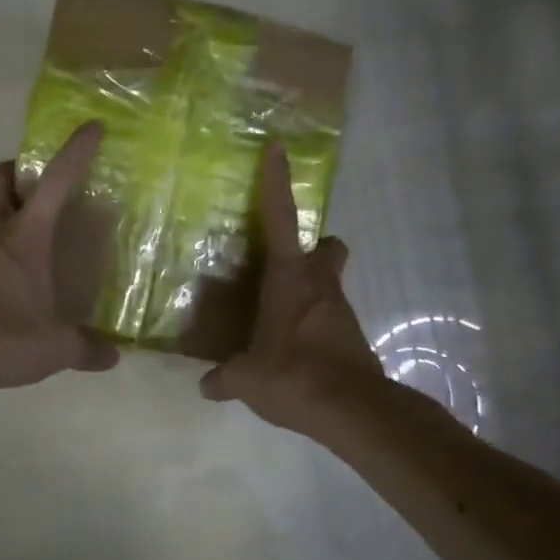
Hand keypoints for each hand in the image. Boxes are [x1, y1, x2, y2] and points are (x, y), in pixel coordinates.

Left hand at [0, 122, 119, 390]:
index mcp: (24, 236)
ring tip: (18, 240)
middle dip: (19, 173)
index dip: (75, 151)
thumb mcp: (54, 348)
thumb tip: (114, 356)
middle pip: (0, 179)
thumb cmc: (2, 338)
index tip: (91, 127)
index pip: (55, 181)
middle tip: (37, 186)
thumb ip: (86, 348)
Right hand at [199, 143, 384, 430]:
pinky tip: (294, 350)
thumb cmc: (292, 376)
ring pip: (330, 283)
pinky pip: (331, 318)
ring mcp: (341, 310)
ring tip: (278, 317)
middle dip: (313, 248)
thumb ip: (224, 378)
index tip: (279, 149)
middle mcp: (319, 285)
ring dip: (310, 291)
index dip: (278, 183)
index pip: (281, 219)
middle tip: (284, 267)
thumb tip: (206, 386)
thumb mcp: (247, 379)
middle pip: (328, 246)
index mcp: (289, 279)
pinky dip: (314, 325)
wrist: (352, 410)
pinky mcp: (353, 337)